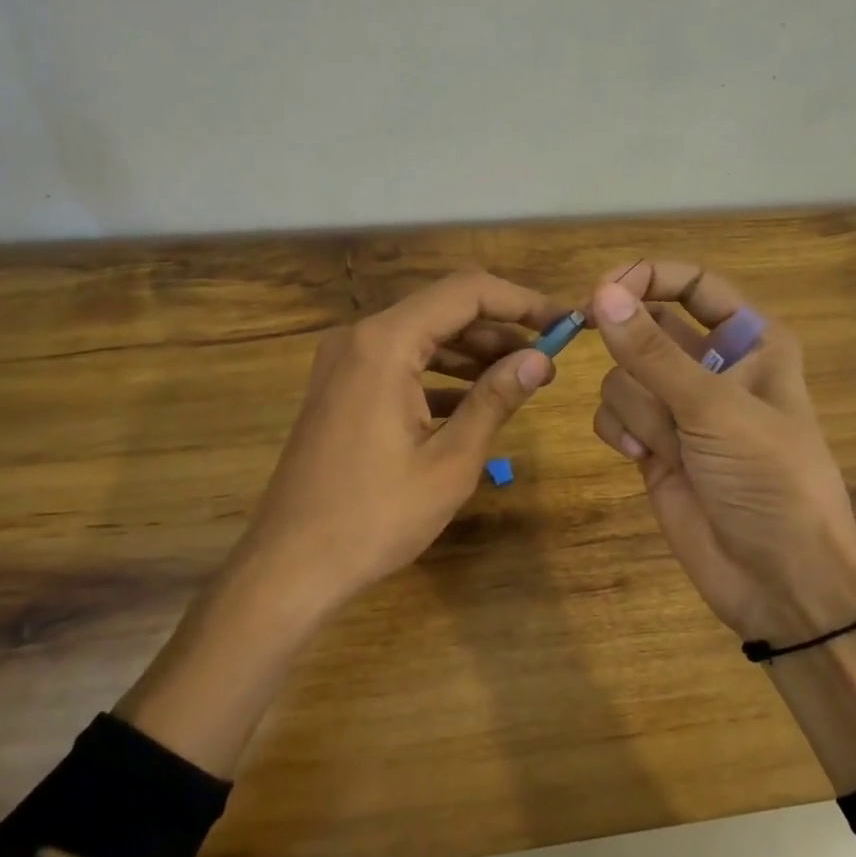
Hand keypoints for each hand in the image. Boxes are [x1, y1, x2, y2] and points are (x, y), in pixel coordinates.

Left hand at [232, 271, 565, 616]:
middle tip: (548, 358)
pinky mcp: (341, 388)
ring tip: (520, 378)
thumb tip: (541, 359)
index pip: (466, 292)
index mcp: (385, 343)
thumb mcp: (450, 461)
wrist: (291, 564)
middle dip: (500, 329)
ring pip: (422, 336)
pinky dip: (439, 375)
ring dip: (472, 352)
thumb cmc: (376, 517)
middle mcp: (360, 338)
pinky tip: (473, 402)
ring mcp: (344, 362)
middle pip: (443, 309)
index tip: (563, 322)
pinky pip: (399, 364)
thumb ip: (495, 399)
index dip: (521, 301)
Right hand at [587, 262, 855, 641]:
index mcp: (750, 341)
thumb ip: (653, 353)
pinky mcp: (653, 445)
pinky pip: (614, 413)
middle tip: (589, 338)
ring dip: (635, 406)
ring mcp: (679, 409)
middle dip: (629, 346)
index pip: (694, 284)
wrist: (780, 578)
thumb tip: (602, 292)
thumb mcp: (714, 409)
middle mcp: (712, 366)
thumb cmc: (769, 480)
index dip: (647, 278)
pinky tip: (639, 457)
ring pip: (624, 375)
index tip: (601, 290)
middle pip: (647, 327)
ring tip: (667, 444)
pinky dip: (619, 431)